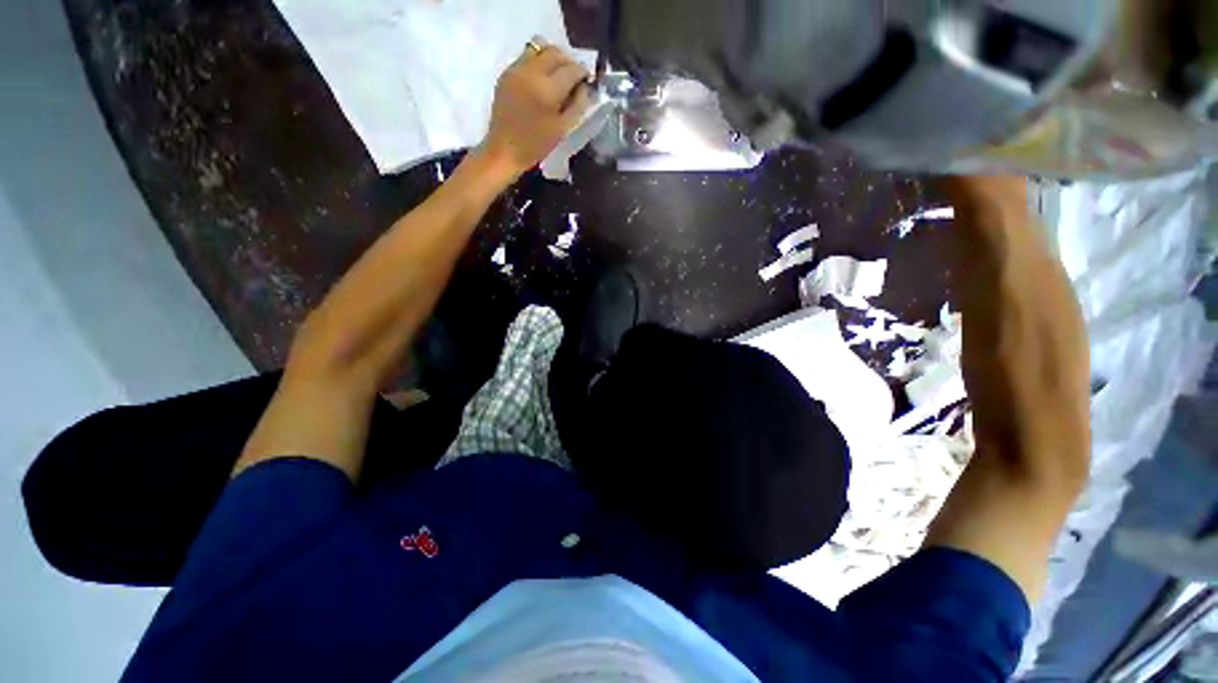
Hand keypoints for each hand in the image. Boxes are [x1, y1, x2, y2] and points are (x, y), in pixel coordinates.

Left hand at [477, 40, 590, 179]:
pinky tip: (541, 80)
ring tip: (557, 75)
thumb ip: (578, 105)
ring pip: (540, 47)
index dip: (583, 73)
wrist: (505, 149)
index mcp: (547, 89)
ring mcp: (516, 69)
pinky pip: (527, 56)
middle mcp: (531, 72)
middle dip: (569, 62)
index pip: (572, 69)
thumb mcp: (563, 129)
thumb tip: (586, 87)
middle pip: (556, 53)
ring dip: (553, 58)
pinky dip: (538, 62)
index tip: (587, 81)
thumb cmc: (537, 145)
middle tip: (574, 77)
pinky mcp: (506, 72)